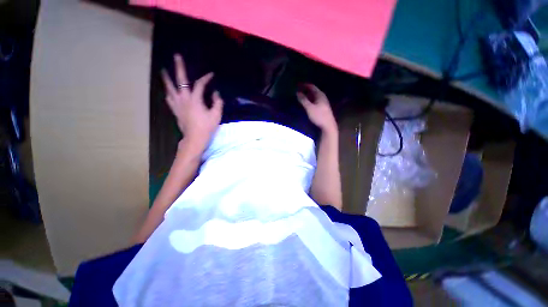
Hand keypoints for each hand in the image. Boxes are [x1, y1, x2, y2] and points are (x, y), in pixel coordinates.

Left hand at [161, 54, 223, 149]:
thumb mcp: (216, 115)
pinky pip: (169, 99)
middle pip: (180, 80)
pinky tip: (167, 91)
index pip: (200, 85)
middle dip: (179, 68)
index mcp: (195, 99)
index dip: (206, 78)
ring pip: (170, 88)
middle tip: (176, 57)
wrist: (195, 138)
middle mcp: (184, 99)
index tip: (211, 75)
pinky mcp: (175, 111)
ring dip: (166, 79)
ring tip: (163, 71)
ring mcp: (177, 104)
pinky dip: (168, 93)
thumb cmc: (207, 127)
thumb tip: (215, 93)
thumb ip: (217, 102)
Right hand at [297, 84, 336, 132]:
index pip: (312, 87)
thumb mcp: (309, 108)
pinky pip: (314, 101)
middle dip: (305, 90)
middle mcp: (322, 97)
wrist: (328, 126)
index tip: (298, 85)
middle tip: (298, 91)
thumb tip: (297, 92)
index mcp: (320, 95)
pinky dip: (309, 101)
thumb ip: (303, 100)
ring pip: (314, 97)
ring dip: (307, 96)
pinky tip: (306, 104)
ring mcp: (323, 103)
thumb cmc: (319, 116)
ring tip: (300, 97)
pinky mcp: (322, 109)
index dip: (305, 85)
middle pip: (313, 91)